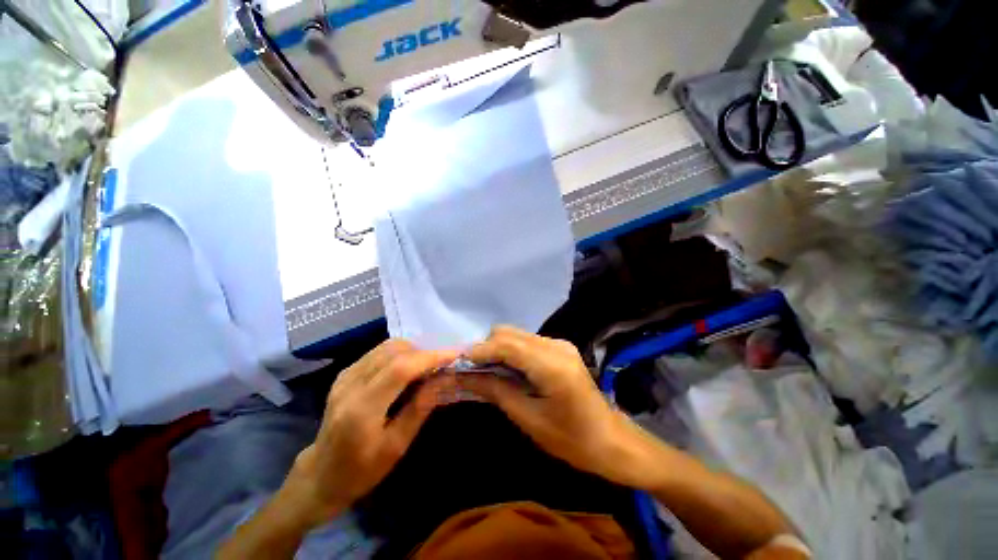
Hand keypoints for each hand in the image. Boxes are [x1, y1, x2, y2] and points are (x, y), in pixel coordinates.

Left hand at [282, 340, 458, 527]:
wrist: (320, 475)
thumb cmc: (361, 470)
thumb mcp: (397, 446)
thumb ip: (421, 407)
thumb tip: (445, 377)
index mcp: (362, 409)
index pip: (400, 369)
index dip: (430, 357)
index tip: (454, 355)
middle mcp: (350, 385)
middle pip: (394, 351)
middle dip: (424, 352)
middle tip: (443, 362)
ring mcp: (345, 376)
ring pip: (386, 347)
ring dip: (413, 350)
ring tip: (428, 365)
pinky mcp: (345, 373)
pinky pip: (378, 352)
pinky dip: (400, 353)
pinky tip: (408, 367)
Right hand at [460, 326, 667, 490]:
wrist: (611, 440)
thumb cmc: (571, 440)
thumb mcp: (528, 419)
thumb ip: (495, 391)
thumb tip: (464, 377)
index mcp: (552, 365)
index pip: (507, 345)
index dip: (480, 351)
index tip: (458, 363)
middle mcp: (556, 345)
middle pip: (509, 333)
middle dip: (486, 348)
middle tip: (472, 371)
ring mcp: (560, 344)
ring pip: (516, 335)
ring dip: (498, 349)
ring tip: (487, 372)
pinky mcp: (560, 348)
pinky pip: (527, 342)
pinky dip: (511, 352)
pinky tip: (508, 371)